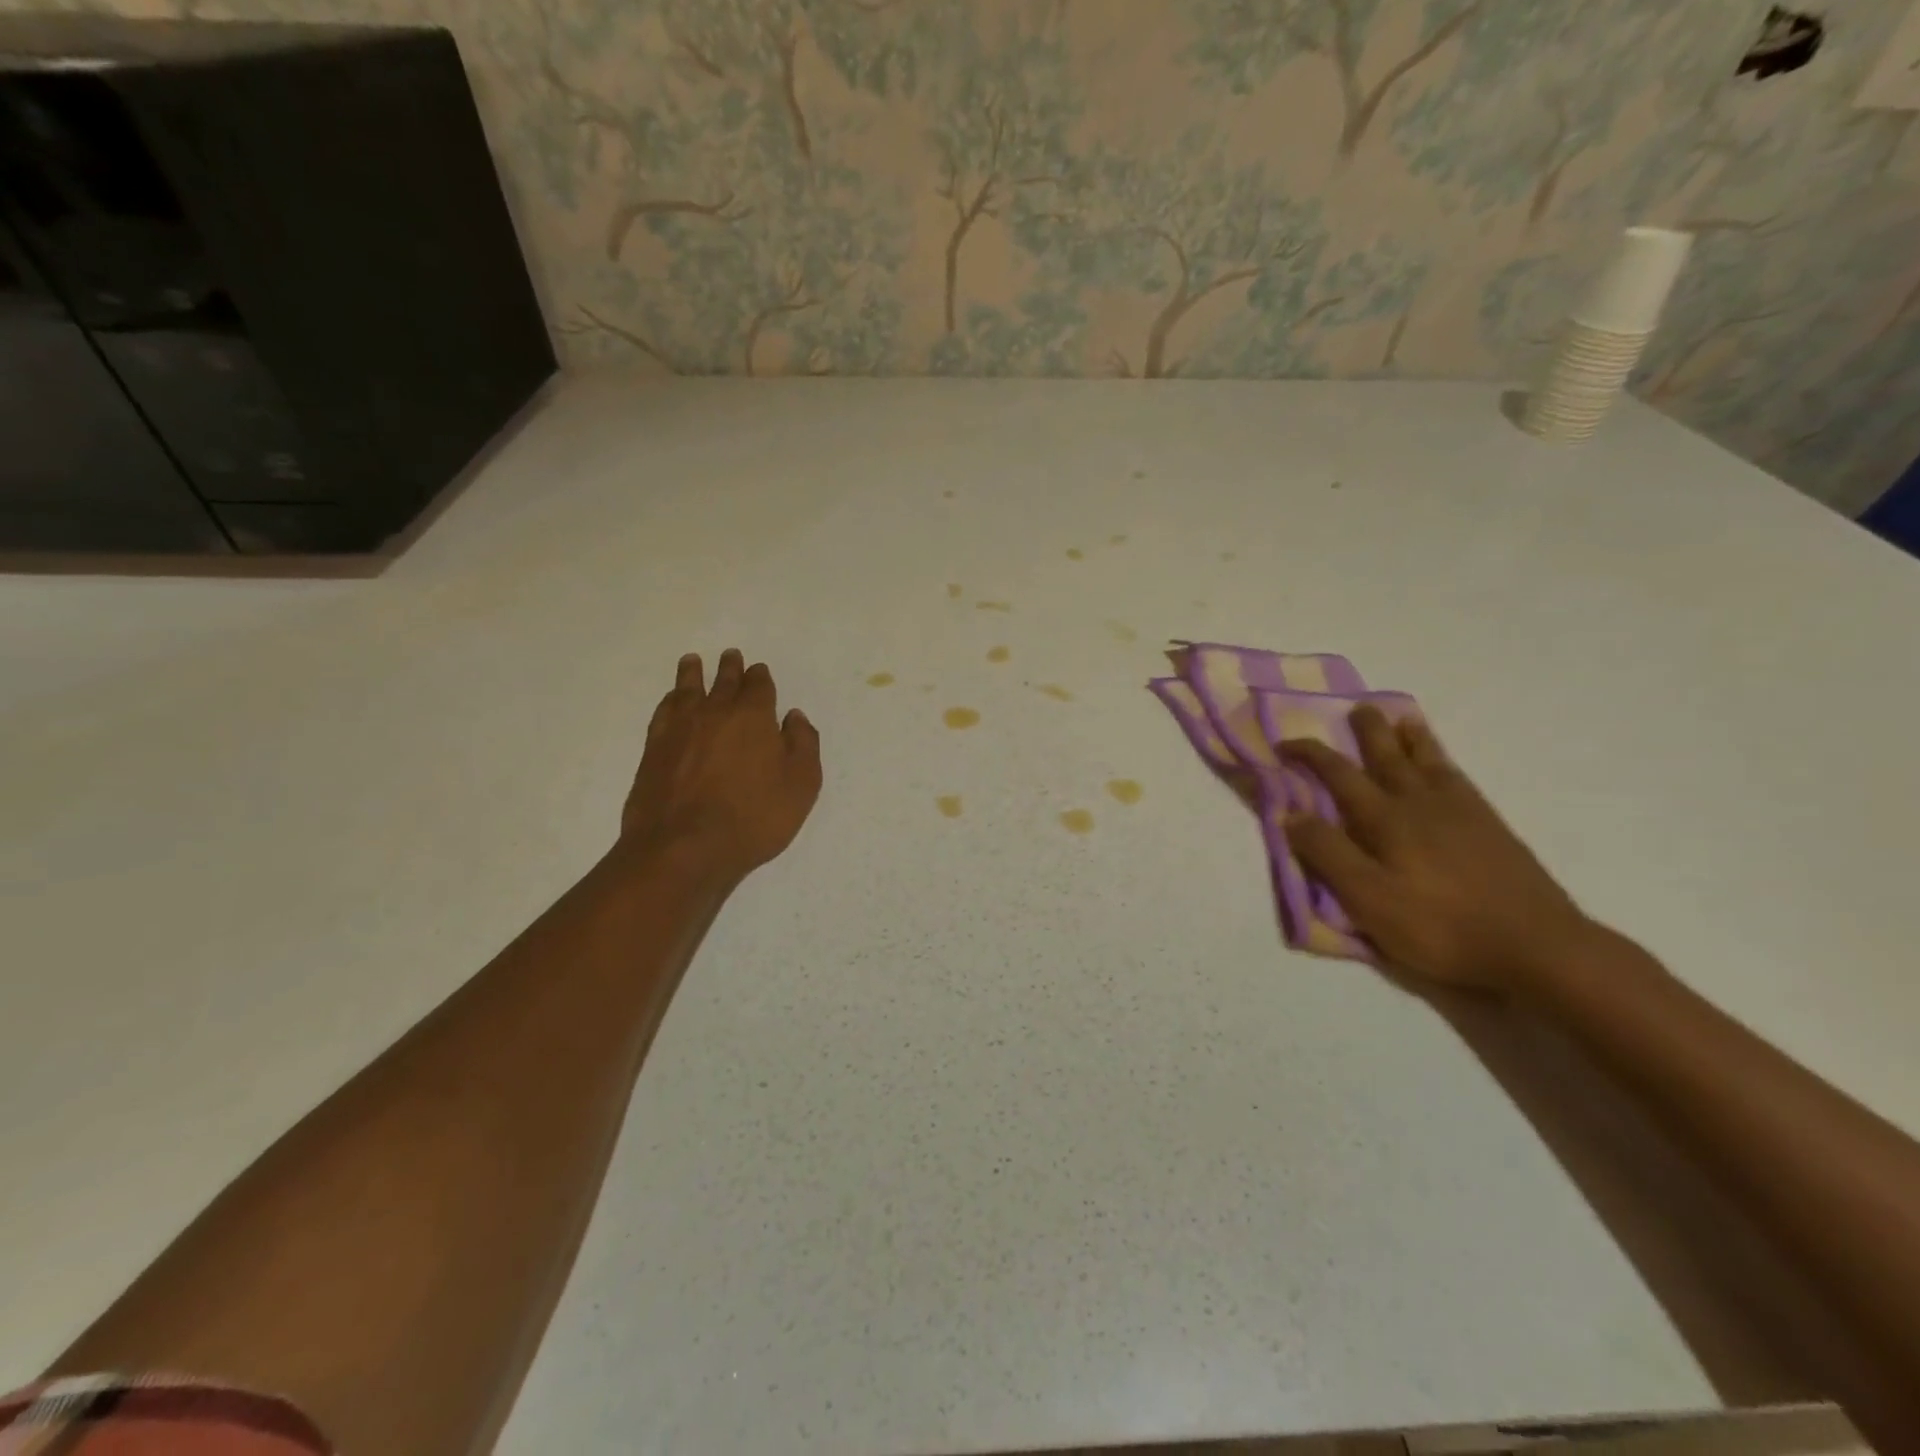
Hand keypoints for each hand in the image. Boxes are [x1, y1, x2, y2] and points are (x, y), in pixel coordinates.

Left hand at [622, 650, 821, 882]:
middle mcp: (716, 712)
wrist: (684, 847)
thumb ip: (803, 745)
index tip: (759, 671)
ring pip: (687, 689)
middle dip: (730, 668)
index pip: (758, 686)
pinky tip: (672, 700)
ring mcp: (680, 728)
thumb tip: (794, 717)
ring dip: (693, 673)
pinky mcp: (654, 748)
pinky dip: (670, 700)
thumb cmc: (753, 818)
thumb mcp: (801, 786)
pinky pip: (663, 711)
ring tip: (692, 661)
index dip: (760, 677)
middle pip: (723, 681)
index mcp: (754, 717)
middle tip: (730, 656)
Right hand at [1280, 706, 1595, 992]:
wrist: (1538, 947)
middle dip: (1369, 732)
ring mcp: (1461, 813)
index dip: (1309, 755)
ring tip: (1404, 718)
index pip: (1339, 775)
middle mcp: (1420, 804)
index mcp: (1386, 819)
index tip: (1284, 744)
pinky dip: (1444, 762)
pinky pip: (1460, 779)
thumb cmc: (1439, 926)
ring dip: (1411, 738)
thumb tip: (1291, 812)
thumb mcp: (1368, 898)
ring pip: (1428, 762)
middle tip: (1358, 707)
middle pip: (1388, 757)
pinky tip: (1444, 766)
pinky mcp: (1492, 828)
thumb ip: (1328, 853)